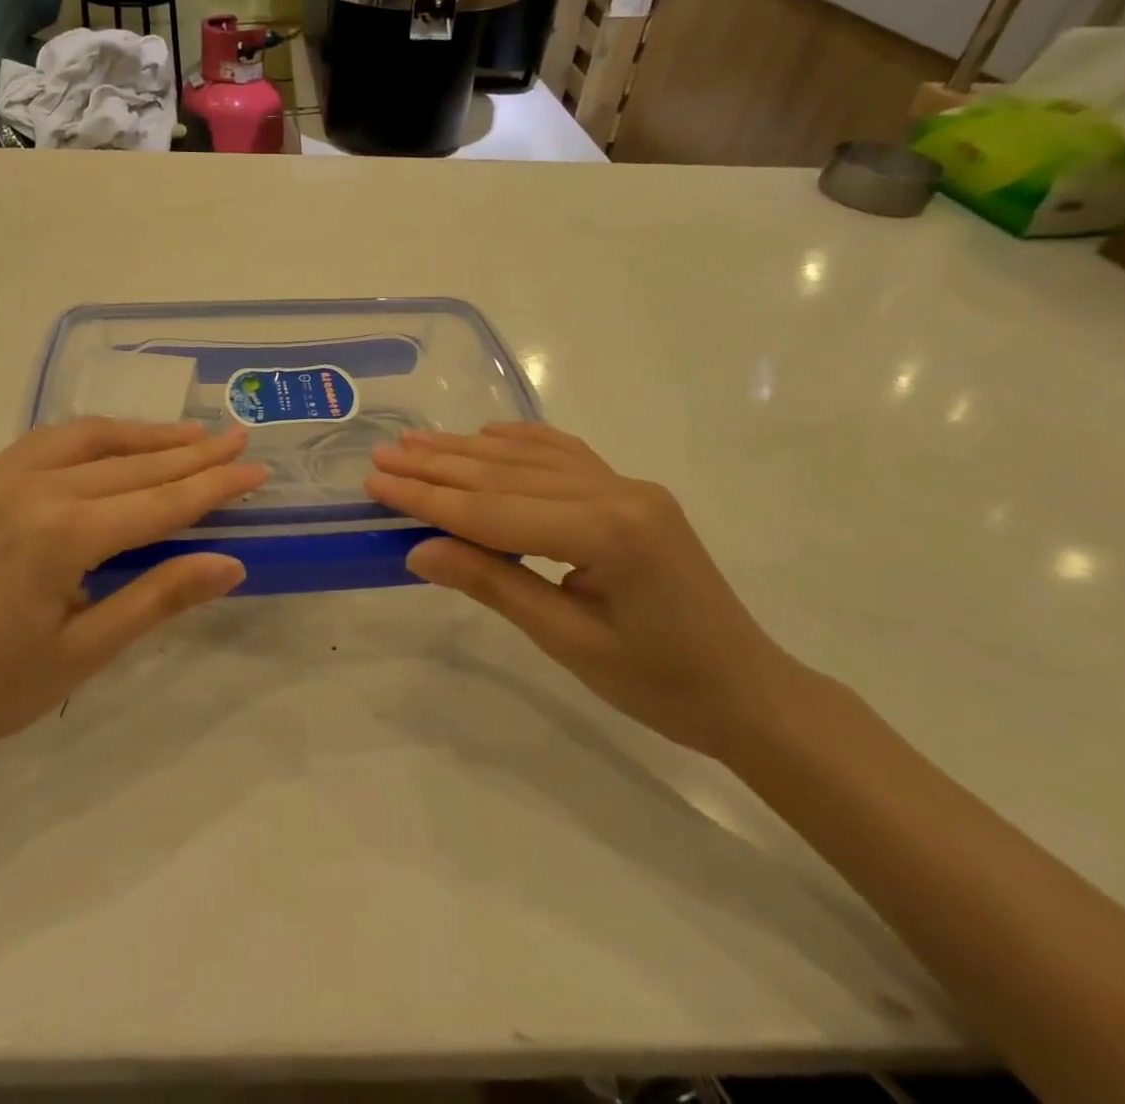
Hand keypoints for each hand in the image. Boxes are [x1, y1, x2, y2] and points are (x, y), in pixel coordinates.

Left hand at [0, 419, 267, 781]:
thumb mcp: (85, 652)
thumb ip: (159, 597)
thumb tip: (231, 563)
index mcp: (62, 534)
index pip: (160, 502)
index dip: (214, 487)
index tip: (257, 468)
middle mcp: (32, 488)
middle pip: (131, 465)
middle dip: (191, 454)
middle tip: (238, 439)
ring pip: (89, 439)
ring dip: (145, 435)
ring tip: (191, 435)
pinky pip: (48, 442)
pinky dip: (94, 436)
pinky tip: (115, 443)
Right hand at [367, 423, 800, 759]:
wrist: (748, 691)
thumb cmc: (659, 684)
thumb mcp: (567, 642)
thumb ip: (493, 584)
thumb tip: (418, 550)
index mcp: (607, 531)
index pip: (493, 510)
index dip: (428, 498)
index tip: (376, 483)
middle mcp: (616, 492)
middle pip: (506, 474)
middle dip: (437, 466)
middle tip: (382, 456)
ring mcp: (628, 485)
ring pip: (531, 459)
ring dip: (468, 450)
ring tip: (415, 442)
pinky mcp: (632, 492)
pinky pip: (565, 455)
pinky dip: (521, 442)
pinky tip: (487, 433)